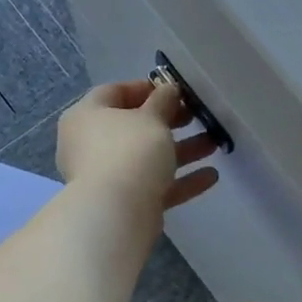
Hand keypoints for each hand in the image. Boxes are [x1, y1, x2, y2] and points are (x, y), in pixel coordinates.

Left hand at [56, 79, 219, 219]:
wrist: (116, 213)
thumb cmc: (129, 150)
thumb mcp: (151, 117)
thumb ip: (163, 101)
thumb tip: (168, 91)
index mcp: (87, 116)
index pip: (114, 92)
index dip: (145, 88)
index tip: (174, 90)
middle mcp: (91, 145)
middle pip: (134, 127)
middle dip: (169, 122)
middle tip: (196, 116)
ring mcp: (107, 177)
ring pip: (148, 158)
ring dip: (182, 151)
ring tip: (214, 143)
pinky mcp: (125, 203)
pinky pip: (155, 186)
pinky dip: (180, 180)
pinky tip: (211, 176)